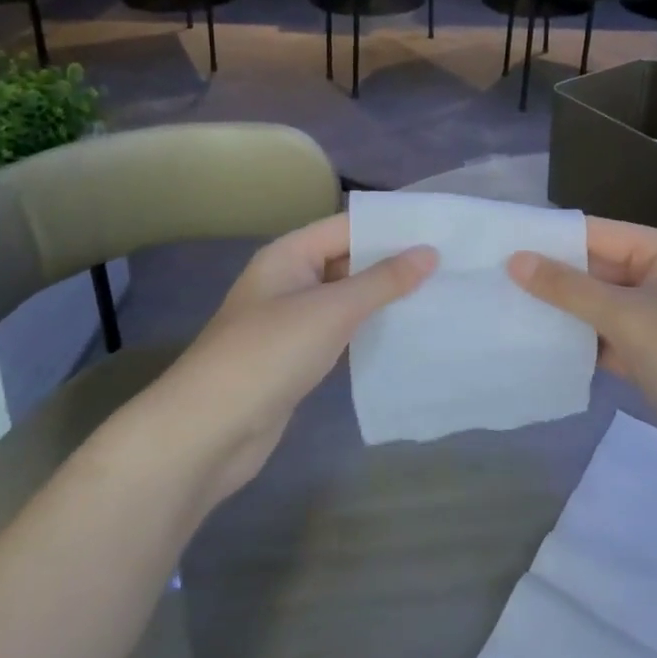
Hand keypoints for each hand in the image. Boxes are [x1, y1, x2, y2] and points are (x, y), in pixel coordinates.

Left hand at [138, 214, 435, 507]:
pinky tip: (403, 334)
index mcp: (289, 254)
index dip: (391, 227)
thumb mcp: (331, 310)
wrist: (208, 431)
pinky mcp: (294, 357)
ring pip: (344, 298)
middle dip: (392, 263)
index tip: (439, 230)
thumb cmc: (269, 353)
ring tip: (437, 295)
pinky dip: (367, 330)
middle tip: (449, 265)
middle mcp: (288, 280)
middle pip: (347, 260)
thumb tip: (429, 252)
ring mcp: (290, 321)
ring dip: (382, 298)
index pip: (347, 226)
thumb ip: (382, 280)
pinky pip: (338, 331)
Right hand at [508, 218, 656, 494]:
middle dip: (551, 277)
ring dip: (563, 312)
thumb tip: (516, 259)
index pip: (595, 232)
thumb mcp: (629, 318)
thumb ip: (570, 289)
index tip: (498, 246)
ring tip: (507, 312)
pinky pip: (611, 340)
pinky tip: (543, 349)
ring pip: (601, 307)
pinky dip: (583, 344)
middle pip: (597, 269)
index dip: (549, 239)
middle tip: (492, 282)